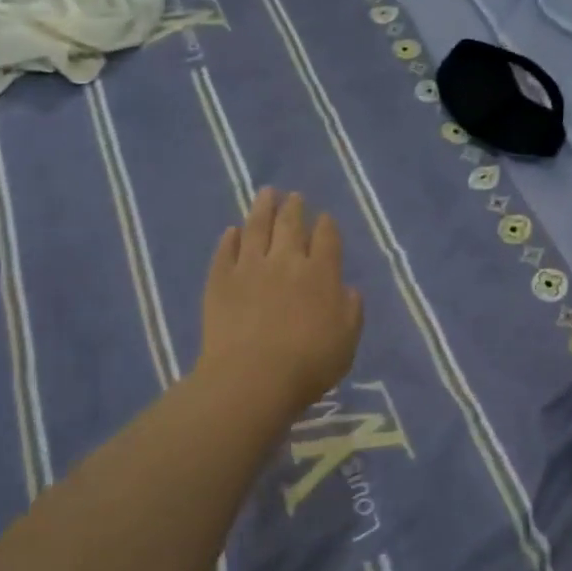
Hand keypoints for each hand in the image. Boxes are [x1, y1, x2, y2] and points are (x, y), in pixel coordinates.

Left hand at [197, 188, 363, 415]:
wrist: (252, 377)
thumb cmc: (308, 365)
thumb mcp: (346, 342)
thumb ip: (351, 311)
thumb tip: (347, 289)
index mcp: (321, 274)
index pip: (327, 238)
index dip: (326, 224)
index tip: (324, 217)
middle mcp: (286, 261)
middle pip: (291, 224)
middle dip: (294, 207)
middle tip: (294, 196)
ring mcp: (250, 266)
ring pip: (257, 227)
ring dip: (262, 208)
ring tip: (266, 193)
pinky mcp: (220, 279)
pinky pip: (226, 250)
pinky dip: (230, 238)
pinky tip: (232, 231)